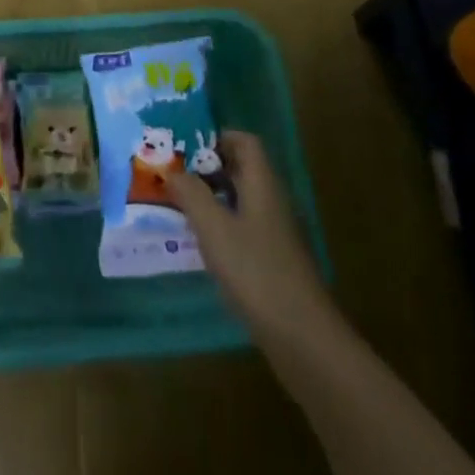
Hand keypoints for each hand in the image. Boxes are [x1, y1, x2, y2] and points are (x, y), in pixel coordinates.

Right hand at [166, 131, 331, 337]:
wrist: (302, 337)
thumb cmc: (255, 271)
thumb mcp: (214, 228)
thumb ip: (191, 194)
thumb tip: (172, 171)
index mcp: (262, 183)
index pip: (245, 142)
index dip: (217, 137)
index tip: (185, 146)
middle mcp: (271, 201)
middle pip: (241, 169)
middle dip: (207, 167)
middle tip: (173, 173)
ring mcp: (274, 233)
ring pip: (240, 200)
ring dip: (211, 198)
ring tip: (177, 205)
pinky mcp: (272, 261)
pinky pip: (243, 228)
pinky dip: (220, 226)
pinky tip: (200, 243)